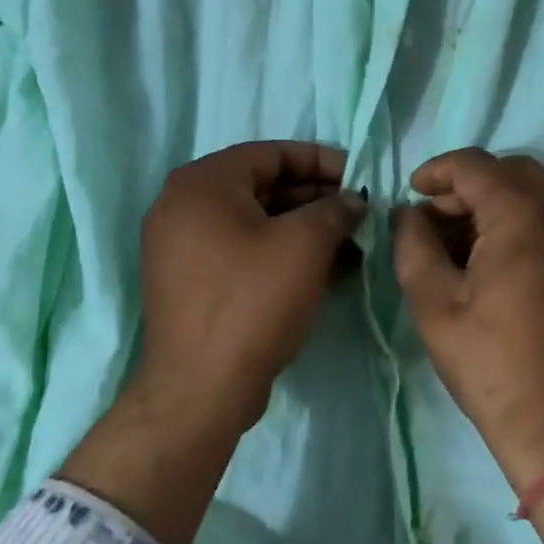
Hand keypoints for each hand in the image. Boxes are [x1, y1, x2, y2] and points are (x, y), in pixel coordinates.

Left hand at [59, 141, 363, 543]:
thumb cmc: (253, 301)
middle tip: (359, 212)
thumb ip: (334, 209)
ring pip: (256, 222)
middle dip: (316, 198)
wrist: (201, 390)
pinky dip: (282, 253)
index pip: (271, 153)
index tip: (360, 176)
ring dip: (305, 228)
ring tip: (352, 243)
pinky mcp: (192, 282)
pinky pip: (244, 251)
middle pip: (263, 186)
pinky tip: (326, 269)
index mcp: (202, 183)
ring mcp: (183, 248)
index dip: (322, 161)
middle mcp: (184, 206)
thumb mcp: (305, 245)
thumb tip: (352, 200)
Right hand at [392, 149, 543, 493]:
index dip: (437, 171)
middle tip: (436, 219)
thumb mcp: (435, 304)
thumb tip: (408, 213)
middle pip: (511, 170)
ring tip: (463, 242)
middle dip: (469, 184)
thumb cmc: (493, 366)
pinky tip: (498, 257)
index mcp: (526, 217)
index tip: (411, 194)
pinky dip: (524, 218)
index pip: (475, 165)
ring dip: (497, 200)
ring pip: (537, 190)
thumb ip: (413, 244)